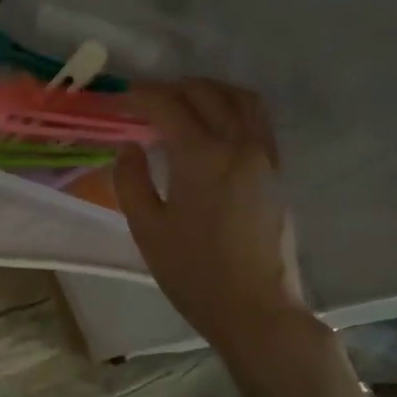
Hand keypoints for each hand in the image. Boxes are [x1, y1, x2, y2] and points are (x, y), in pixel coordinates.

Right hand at [115, 79, 309, 350]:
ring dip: (208, 90)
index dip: (140, 96)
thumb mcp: (147, 230)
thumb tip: (130, 147)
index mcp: (201, 156)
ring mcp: (264, 156)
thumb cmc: (193, 273)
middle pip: (206, 93)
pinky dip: (232, 108)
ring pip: (241, 99)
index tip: (119, 100)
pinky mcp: (277, 171)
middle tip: (145, 101)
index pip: (168, 105)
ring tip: (183, 102)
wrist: (255, 308)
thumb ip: (131, 181)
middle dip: (172, 88)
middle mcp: (238, 144)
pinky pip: (257, 120)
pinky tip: (214, 126)